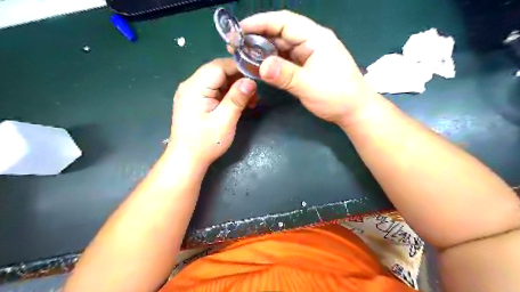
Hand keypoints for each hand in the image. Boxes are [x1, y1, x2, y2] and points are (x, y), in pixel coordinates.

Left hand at [166, 59, 254, 167]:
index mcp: (195, 87)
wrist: (187, 159)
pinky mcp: (196, 101)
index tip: (258, 75)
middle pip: (218, 72)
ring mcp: (192, 93)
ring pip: (218, 81)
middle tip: (256, 93)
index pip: (219, 66)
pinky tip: (240, 104)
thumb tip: (251, 81)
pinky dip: (228, 95)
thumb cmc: (205, 143)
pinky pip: (214, 90)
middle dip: (239, 79)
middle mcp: (191, 85)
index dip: (239, 68)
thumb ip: (237, 99)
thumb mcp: (224, 121)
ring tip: (251, 101)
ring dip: (235, 88)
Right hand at [239, 10, 378, 125]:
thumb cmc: (336, 95)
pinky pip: (286, 59)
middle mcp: (311, 41)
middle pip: (280, 32)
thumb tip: (261, 66)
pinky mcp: (307, 66)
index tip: (239, 30)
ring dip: (264, 50)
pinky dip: (272, 62)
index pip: (284, 21)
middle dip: (258, 37)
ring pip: (282, 46)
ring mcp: (309, 54)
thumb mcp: (309, 85)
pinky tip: (260, 66)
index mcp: (315, 38)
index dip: (260, 22)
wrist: (354, 110)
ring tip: (244, 56)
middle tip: (236, 46)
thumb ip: (285, 75)